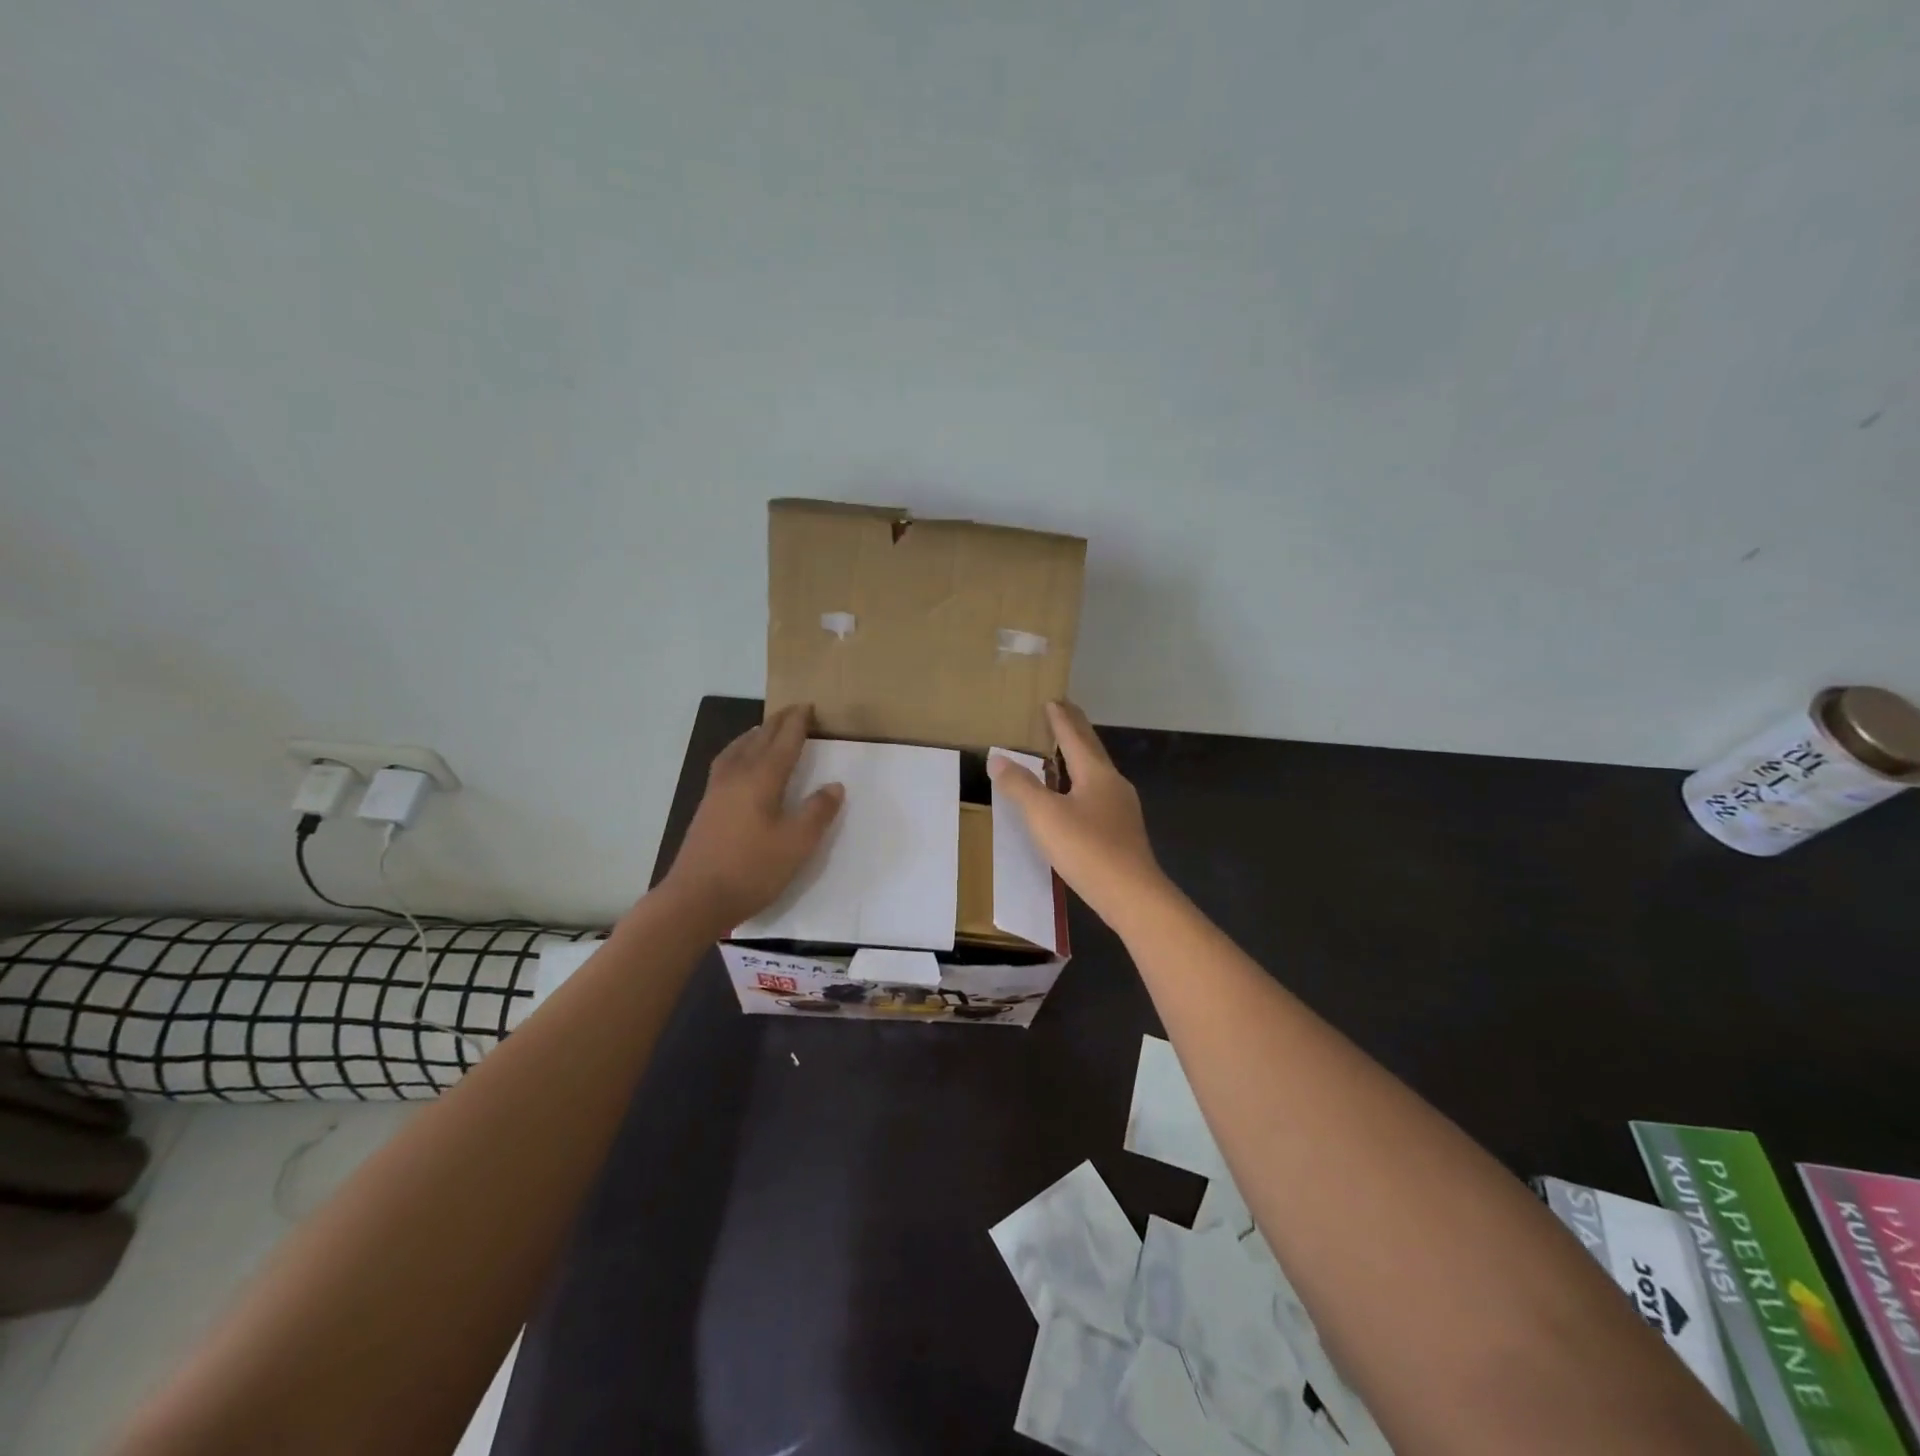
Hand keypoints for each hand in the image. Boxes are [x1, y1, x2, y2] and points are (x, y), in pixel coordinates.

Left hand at [661, 705, 843, 930]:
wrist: (695, 899)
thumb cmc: (751, 870)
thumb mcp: (796, 844)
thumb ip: (817, 812)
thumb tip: (834, 785)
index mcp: (761, 779)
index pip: (784, 742)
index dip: (797, 724)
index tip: (808, 706)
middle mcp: (737, 776)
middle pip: (759, 740)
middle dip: (778, 723)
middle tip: (793, 711)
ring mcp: (717, 791)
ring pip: (738, 749)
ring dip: (755, 735)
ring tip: (765, 729)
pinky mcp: (706, 807)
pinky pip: (726, 763)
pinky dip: (739, 751)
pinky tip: (739, 764)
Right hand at [988, 701, 1163, 923]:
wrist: (1132, 895)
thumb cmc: (1087, 849)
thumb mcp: (1044, 815)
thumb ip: (1020, 786)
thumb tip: (998, 758)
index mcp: (1095, 773)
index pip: (1074, 737)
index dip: (1060, 719)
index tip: (1052, 700)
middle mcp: (1113, 783)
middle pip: (1091, 749)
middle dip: (1076, 730)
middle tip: (1063, 711)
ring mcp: (1122, 808)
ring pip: (1097, 773)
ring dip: (1080, 757)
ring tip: (1064, 753)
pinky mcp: (1122, 831)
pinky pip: (1098, 795)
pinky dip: (1083, 784)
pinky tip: (1076, 799)